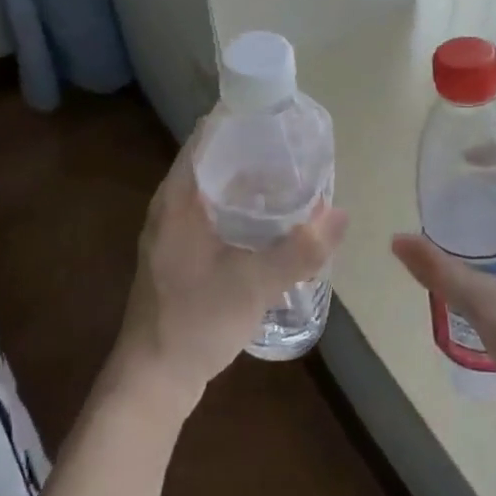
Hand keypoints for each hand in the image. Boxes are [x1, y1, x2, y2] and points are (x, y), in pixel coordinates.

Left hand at [111, 130, 347, 412]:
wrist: (153, 380)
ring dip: (251, 183)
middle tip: (299, 149)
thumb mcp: (255, 284)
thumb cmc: (196, 321)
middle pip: (215, 160)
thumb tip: (342, 214)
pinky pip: (215, 214)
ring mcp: (175, 232)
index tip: (279, 115)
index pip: (207, 137)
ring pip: (217, 189)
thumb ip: (301, 249)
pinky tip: (274, 222)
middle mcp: (172, 206)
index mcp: (178, 199)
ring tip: (295, 179)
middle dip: (256, 151)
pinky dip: (243, 209)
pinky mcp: (182, 254)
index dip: (241, 119)